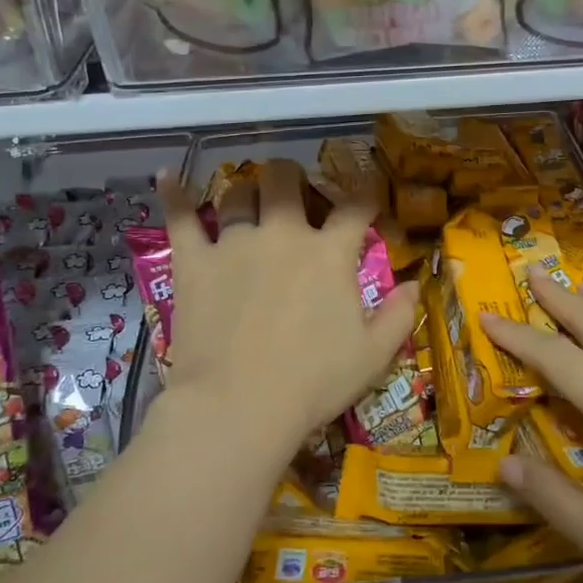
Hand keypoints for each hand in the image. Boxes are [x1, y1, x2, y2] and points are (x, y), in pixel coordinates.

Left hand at [155, 162, 418, 461]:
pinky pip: (180, 217)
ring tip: (245, 197)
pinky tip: (167, 176)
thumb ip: (399, 316)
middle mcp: (283, 234)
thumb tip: (414, 285)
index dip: (364, 194)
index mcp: (328, 253)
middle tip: (292, 189)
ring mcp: (235, 243)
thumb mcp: (373, 356)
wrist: (239, 407)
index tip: (366, 194)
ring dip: (244, 191)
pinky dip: (174, 194)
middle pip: (286, 180)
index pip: (354, 207)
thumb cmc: (312, 383)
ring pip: (236, 193)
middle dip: (292, 177)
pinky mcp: (194, 261)